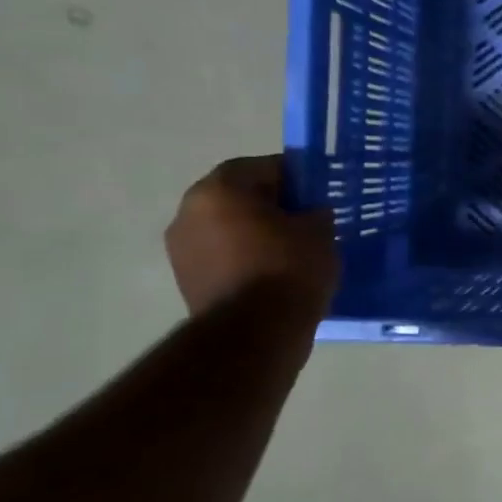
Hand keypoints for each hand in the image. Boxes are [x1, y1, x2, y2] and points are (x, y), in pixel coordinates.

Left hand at [165, 156, 338, 319]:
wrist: (253, 335)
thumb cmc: (288, 269)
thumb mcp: (319, 231)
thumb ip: (314, 212)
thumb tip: (309, 213)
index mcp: (219, 189)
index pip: (262, 166)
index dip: (294, 177)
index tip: (317, 193)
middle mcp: (189, 212)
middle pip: (239, 197)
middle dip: (272, 206)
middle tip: (306, 220)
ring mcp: (181, 250)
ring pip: (229, 228)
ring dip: (256, 234)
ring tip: (293, 251)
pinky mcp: (186, 281)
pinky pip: (223, 257)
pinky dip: (245, 259)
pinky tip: (275, 274)